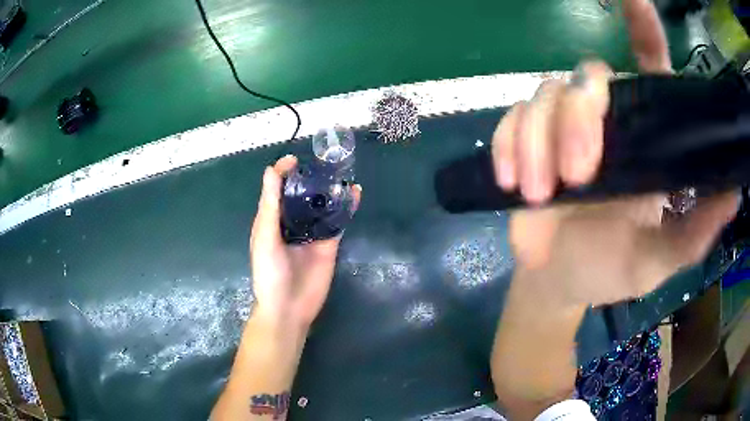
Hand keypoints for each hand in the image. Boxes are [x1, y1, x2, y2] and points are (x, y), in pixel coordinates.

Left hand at [249, 155, 361, 328]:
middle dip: (312, 177)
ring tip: (342, 172)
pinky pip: (338, 221)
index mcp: (272, 219)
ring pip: (322, 205)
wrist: (289, 308)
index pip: (278, 189)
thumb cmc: (270, 273)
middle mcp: (292, 223)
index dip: (284, 172)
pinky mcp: (330, 244)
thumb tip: (271, 170)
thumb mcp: (265, 237)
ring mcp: (313, 233)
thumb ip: (270, 205)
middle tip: (325, 161)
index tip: (296, 159)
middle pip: (302, 194)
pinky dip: (347, 207)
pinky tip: (355, 193)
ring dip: (331, 189)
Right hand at [492, 0, 737, 306]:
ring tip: (541, 195)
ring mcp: (562, 128)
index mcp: (644, 139)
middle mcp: (606, 121)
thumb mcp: (659, 259)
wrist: (558, 282)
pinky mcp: (525, 142)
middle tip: (578, 176)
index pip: (648, 67)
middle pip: (588, 78)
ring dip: (540, 142)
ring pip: (546, 95)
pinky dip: (508, 146)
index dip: (642, 29)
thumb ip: (695, 232)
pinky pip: (511, 120)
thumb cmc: (610, 270)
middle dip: (580, 119)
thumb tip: (732, 194)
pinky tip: (514, 183)